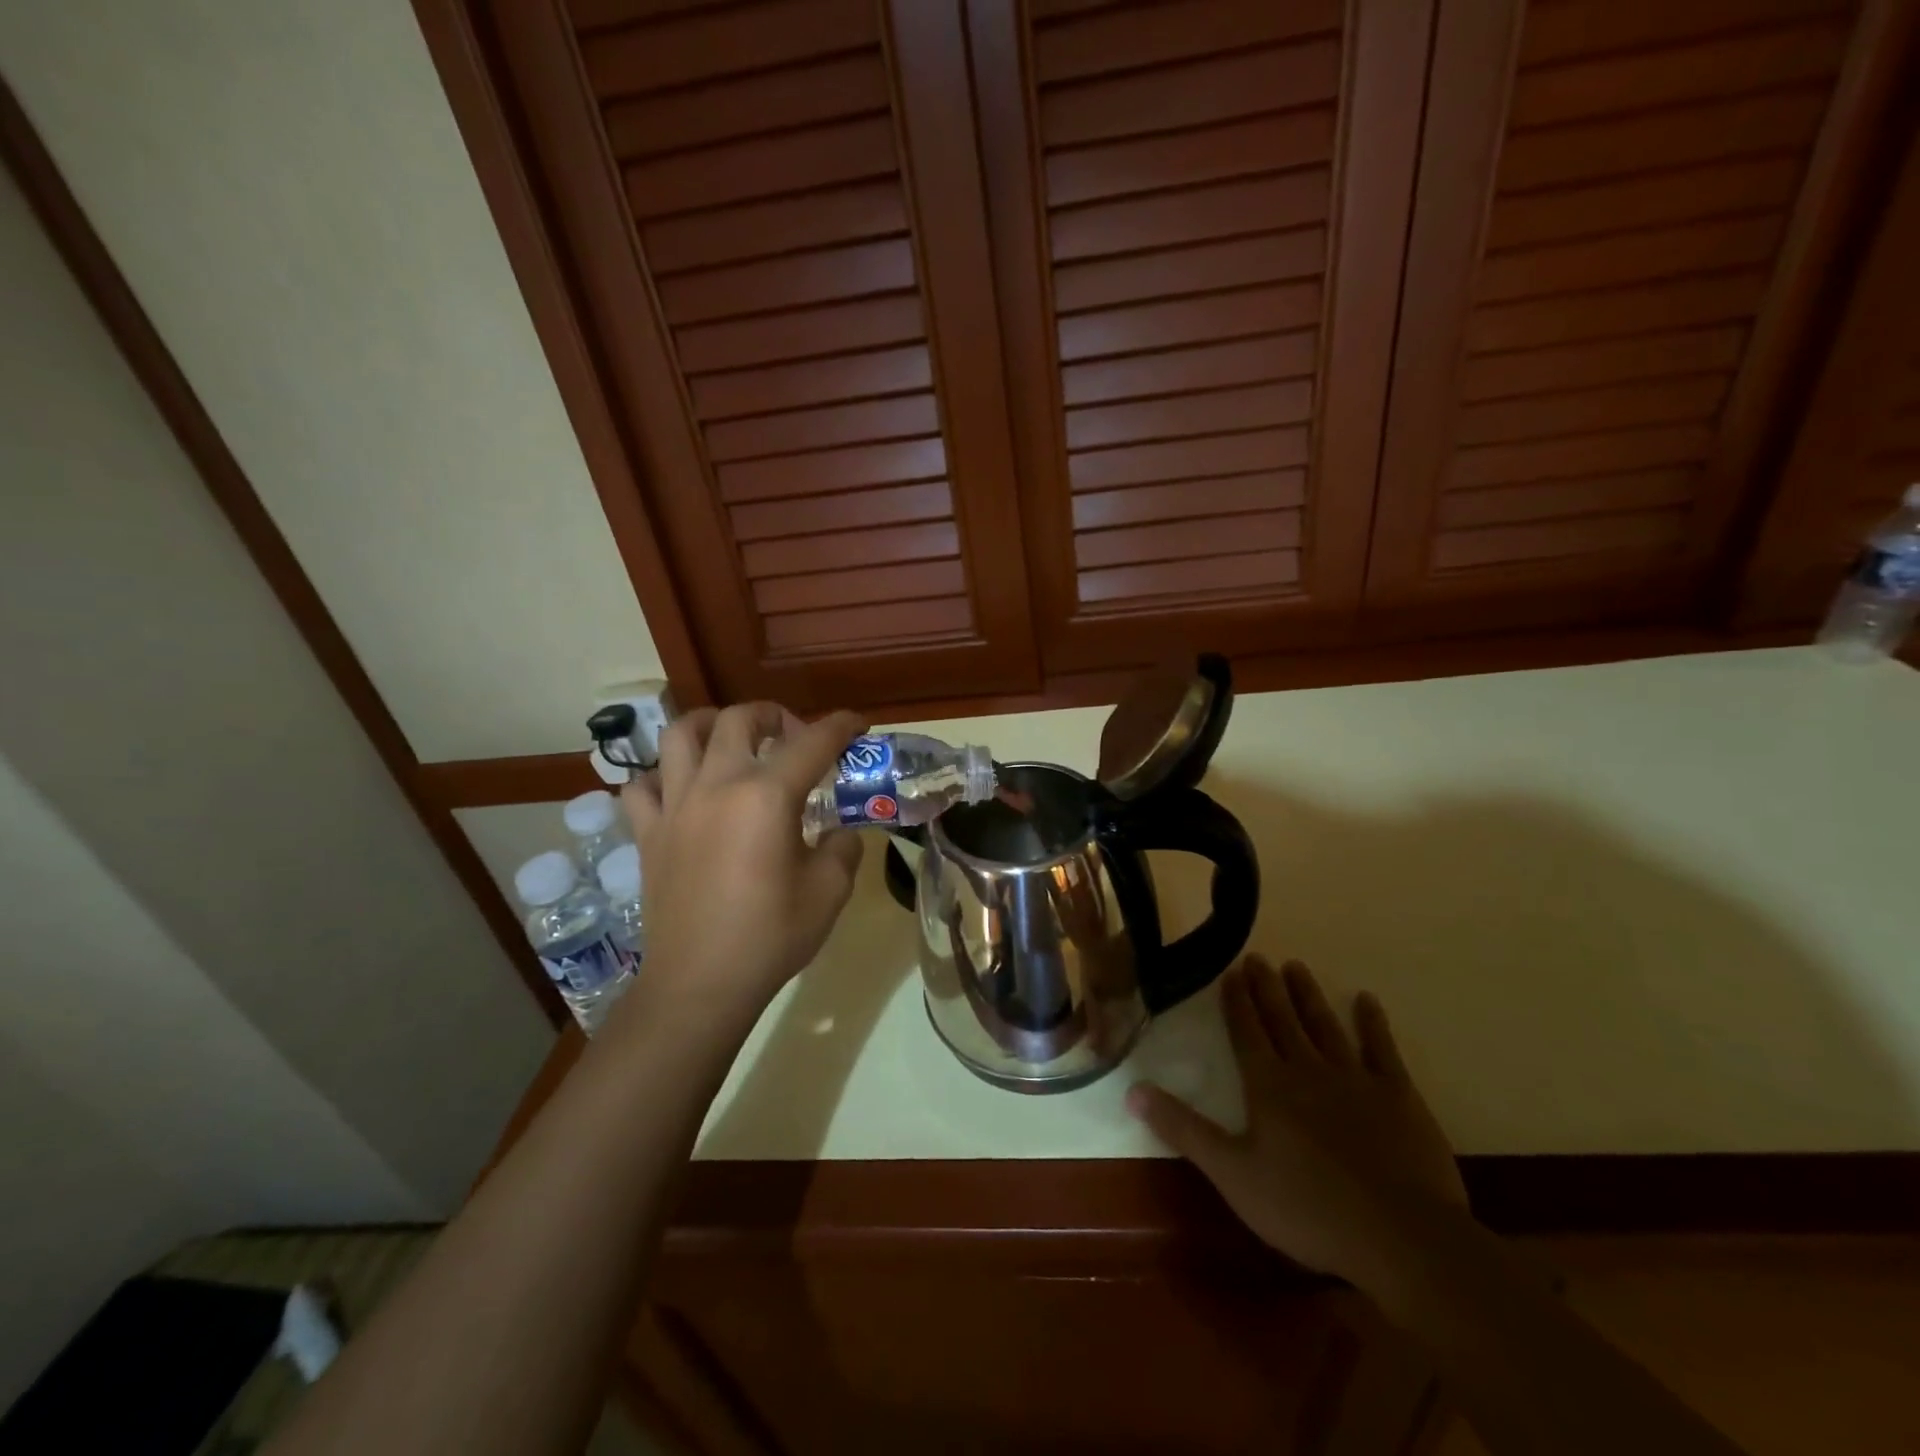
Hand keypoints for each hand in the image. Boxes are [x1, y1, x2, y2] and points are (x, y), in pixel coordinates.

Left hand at [620, 703, 866, 1030]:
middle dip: (774, 715)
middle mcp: (717, 786)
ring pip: (681, 735)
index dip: (842, 726)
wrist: (700, 984)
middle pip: (739, 720)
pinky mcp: (649, 833)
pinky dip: (663, 776)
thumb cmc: (771, 936)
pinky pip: (643, 786)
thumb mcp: (830, 891)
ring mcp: (675, 807)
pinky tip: (682, 789)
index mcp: (767, 796)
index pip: (813, 742)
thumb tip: (840, 832)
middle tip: (793, 736)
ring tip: (731, 740)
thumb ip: (843, 847)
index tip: (858, 725)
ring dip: (711, 725)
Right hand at [1128, 956, 1465, 1288]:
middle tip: (1258, 957)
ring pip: (1325, 1025)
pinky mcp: (1398, 1095)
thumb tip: (1131, 1090)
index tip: (1232, 971)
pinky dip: (1373, 1023)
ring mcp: (1355, 1078)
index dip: (1237, 1001)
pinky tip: (1367, 1001)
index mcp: (1268, 1085)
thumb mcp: (1232, 1174)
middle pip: (1282, 1019)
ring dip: (1308, 995)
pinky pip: (1382, 1049)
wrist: (1400, 1236)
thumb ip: (1183, 1128)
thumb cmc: (1306, 1207)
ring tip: (1296, 966)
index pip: (1246, 1031)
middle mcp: (1307, 1069)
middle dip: (1267, 988)